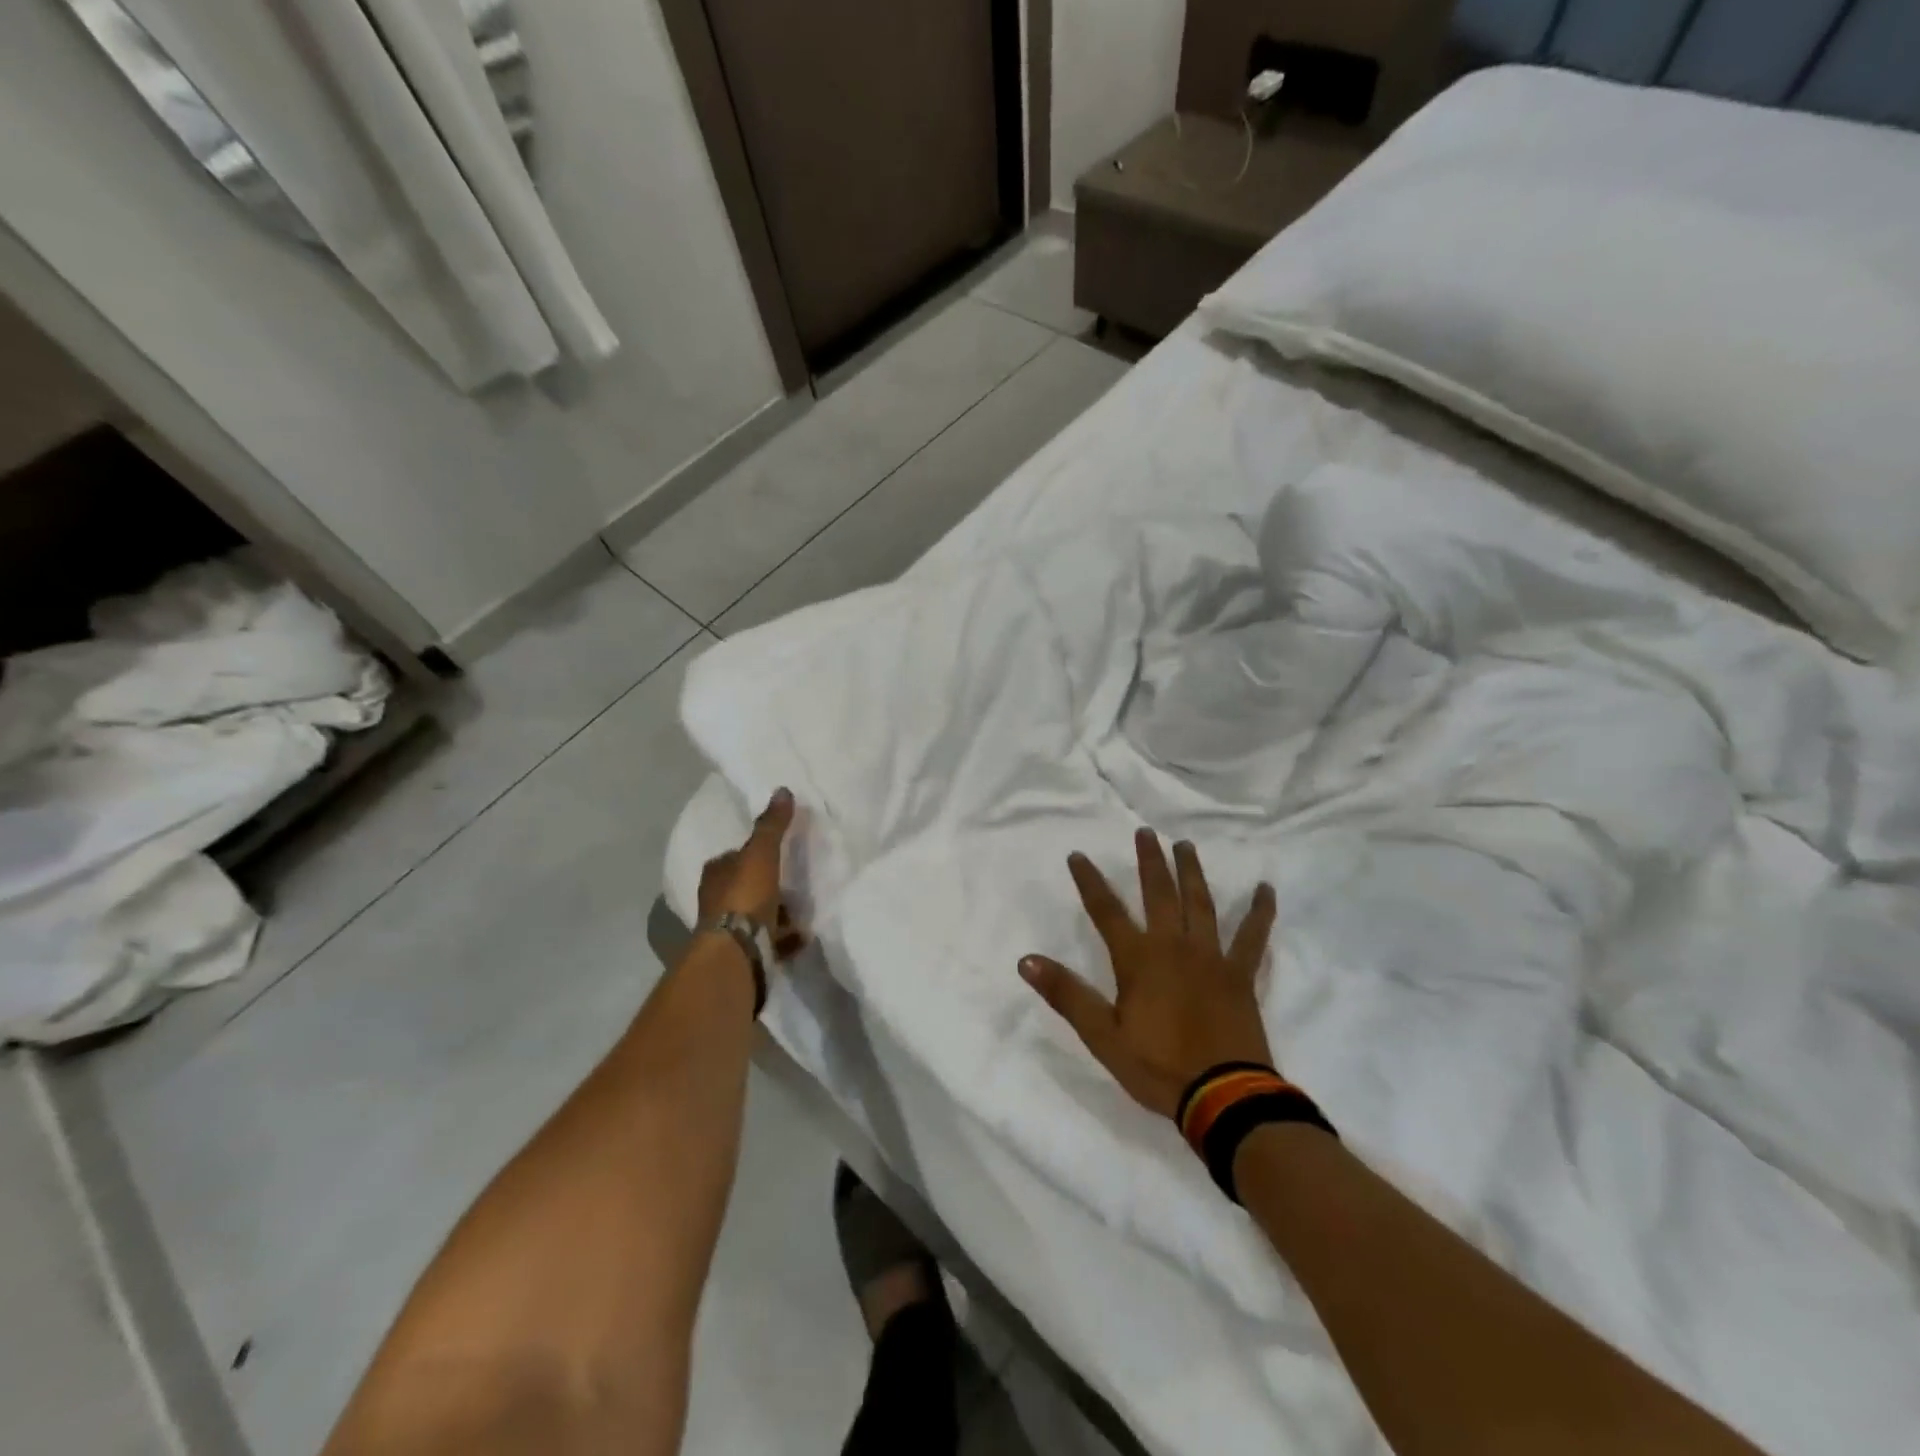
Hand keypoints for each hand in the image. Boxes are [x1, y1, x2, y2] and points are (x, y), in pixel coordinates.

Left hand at [698, 788, 804, 956]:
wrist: (737, 953)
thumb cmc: (745, 896)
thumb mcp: (761, 853)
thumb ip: (772, 825)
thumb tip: (782, 790)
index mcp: (716, 874)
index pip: (733, 857)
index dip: (752, 854)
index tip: (775, 852)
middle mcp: (715, 901)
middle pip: (745, 887)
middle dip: (766, 885)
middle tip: (794, 881)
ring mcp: (728, 931)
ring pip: (756, 915)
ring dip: (777, 913)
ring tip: (802, 910)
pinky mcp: (742, 955)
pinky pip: (768, 941)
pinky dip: (783, 937)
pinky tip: (802, 935)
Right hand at [1020, 829, 1276, 1119]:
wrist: (1224, 1097)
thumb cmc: (1157, 1067)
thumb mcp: (1102, 1036)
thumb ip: (1066, 994)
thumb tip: (1026, 960)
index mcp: (1138, 960)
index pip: (1106, 911)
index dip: (1089, 882)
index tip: (1078, 855)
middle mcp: (1173, 946)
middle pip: (1158, 894)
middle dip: (1149, 862)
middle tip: (1145, 832)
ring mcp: (1211, 957)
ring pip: (1200, 904)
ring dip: (1191, 872)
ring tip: (1186, 846)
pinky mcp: (1240, 975)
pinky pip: (1252, 937)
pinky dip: (1260, 912)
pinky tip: (1265, 889)